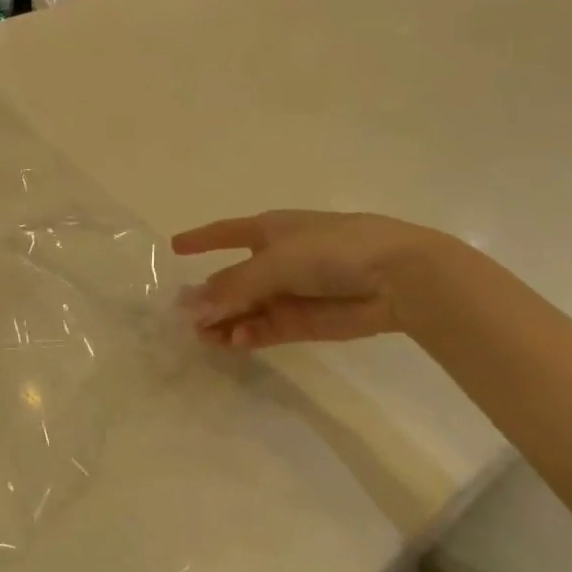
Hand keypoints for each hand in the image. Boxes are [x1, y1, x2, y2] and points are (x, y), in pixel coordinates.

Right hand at [171, 210, 460, 348]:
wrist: (397, 277)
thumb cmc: (332, 250)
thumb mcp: (274, 260)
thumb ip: (233, 286)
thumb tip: (194, 307)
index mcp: (270, 230)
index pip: (226, 233)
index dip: (201, 238)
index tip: (174, 247)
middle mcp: (277, 259)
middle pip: (233, 279)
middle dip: (209, 296)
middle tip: (183, 317)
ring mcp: (291, 292)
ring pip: (247, 308)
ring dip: (225, 322)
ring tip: (203, 338)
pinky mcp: (305, 321)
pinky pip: (267, 328)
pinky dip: (249, 334)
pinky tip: (233, 341)